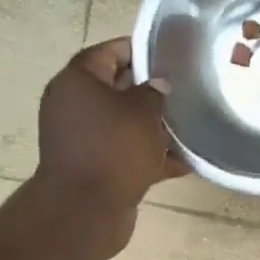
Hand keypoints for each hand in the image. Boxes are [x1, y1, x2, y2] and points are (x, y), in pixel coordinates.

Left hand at [25, 38, 186, 255]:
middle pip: (116, 87)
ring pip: (122, 122)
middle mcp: (73, 105)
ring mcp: (80, 137)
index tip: (170, 54)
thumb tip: (158, 85)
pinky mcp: (91, 165)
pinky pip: (123, 151)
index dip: (140, 50)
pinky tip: (182, 161)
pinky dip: (147, 154)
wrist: (86, 210)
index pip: (109, 52)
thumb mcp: (143, 112)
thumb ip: (155, 91)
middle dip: (150, 89)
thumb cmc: (114, 149)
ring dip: (151, 125)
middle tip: (184, 88)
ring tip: (187, 124)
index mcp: (77, 81)